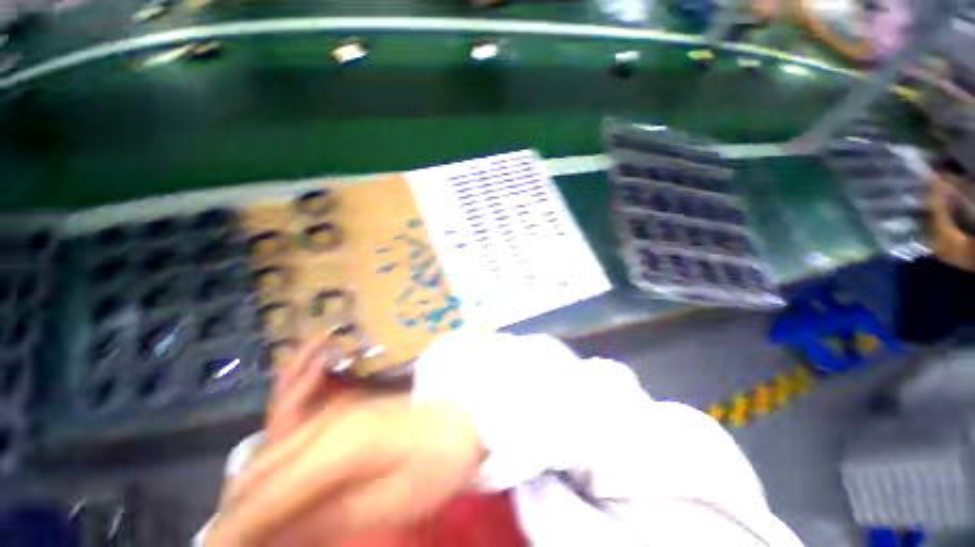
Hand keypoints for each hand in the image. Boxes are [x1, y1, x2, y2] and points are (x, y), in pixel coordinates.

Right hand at [207, 335, 484, 546]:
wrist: (465, 412)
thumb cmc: (439, 460)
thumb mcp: (392, 502)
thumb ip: (328, 517)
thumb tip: (272, 536)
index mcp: (339, 450)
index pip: (265, 499)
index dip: (234, 534)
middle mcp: (327, 423)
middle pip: (259, 473)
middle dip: (239, 515)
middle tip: (239, 544)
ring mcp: (335, 408)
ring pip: (270, 449)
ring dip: (253, 487)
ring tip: (251, 521)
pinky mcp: (343, 406)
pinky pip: (293, 420)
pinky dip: (274, 452)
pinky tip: (274, 468)